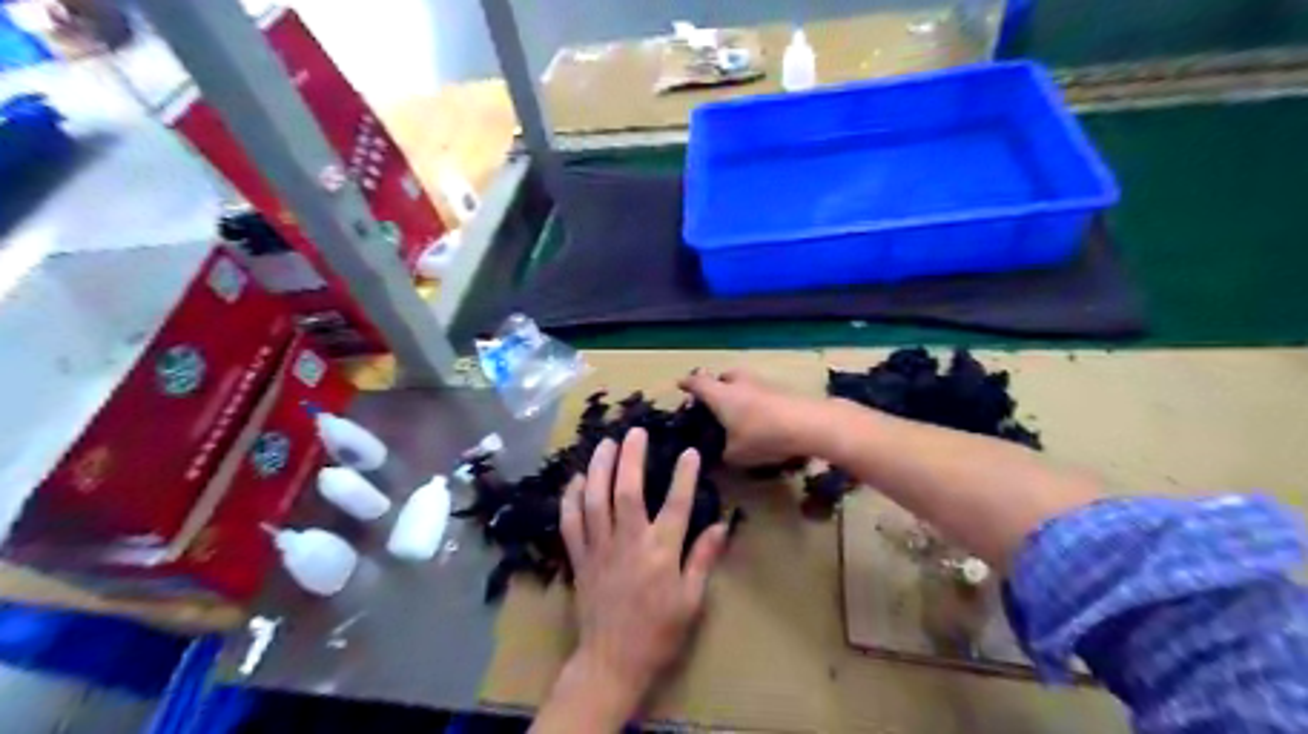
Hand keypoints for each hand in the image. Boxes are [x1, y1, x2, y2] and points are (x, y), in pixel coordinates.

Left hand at [537, 428, 731, 730]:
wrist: (611, 663)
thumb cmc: (658, 633)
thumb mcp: (691, 601)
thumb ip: (702, 559)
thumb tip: (720, 525)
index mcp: (660, 553)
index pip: (676, 503)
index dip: (683, 474)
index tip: (689, 451)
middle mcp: (628, 542)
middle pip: (627, 490)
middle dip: (631, 456)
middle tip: (635, 431)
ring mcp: (599, 548)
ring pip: (595, 499)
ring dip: (599, 467)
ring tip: (605, 443)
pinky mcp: (579, 558)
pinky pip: (571, 522)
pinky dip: (571, 499)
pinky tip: (576, 480)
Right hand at [680, 369, 820, 468]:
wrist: (809, 424)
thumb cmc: (763, 436)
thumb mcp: (736, 455)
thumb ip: (722, 454)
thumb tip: (718, 455)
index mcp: (721, 395)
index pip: (697, 383)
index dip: (687, 384)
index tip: (680, 385)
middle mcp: (739, 383)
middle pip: (723, 376)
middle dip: (716, 385)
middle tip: (713, 401)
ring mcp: (763, 383)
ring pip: (744, 382)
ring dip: (738, 392)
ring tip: (738, 412)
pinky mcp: (782, 390)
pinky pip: (760, 392)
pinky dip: (755, 400)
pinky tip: (759, 418)